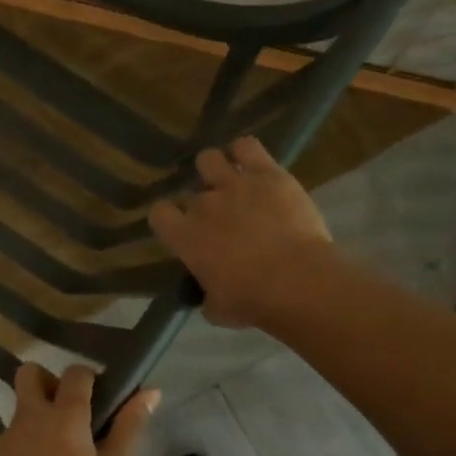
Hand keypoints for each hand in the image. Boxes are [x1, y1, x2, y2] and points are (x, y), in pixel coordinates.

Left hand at [0, 364, 157, 455]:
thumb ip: (129, 428)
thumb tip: (151, 392)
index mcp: (63, 418)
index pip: (75, 374)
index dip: (88, 378)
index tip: (100, 397)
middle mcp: (27, 420)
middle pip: (29, 375)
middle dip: (48, 382)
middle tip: (68, 414)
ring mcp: (3, 442)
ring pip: (18, 414)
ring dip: (36, 423)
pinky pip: (7, 445)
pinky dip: (22, 452)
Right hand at [148, 136, 334, 327]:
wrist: (296, 281)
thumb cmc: (252, 302)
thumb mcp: (217, 309)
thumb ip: (207, 297)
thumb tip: (208, 297)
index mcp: (185, 237)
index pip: (159, 214)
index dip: (168, 219)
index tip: (181, 228)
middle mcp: (203, 205)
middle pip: (190, 192)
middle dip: (201, 202)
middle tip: (219, 216)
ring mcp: (234, 184)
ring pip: (210, 158)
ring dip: (216, 169)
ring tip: (229, 180)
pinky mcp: (268, 173)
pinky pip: (247, 146)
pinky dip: (245, 151)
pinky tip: (251, 162)